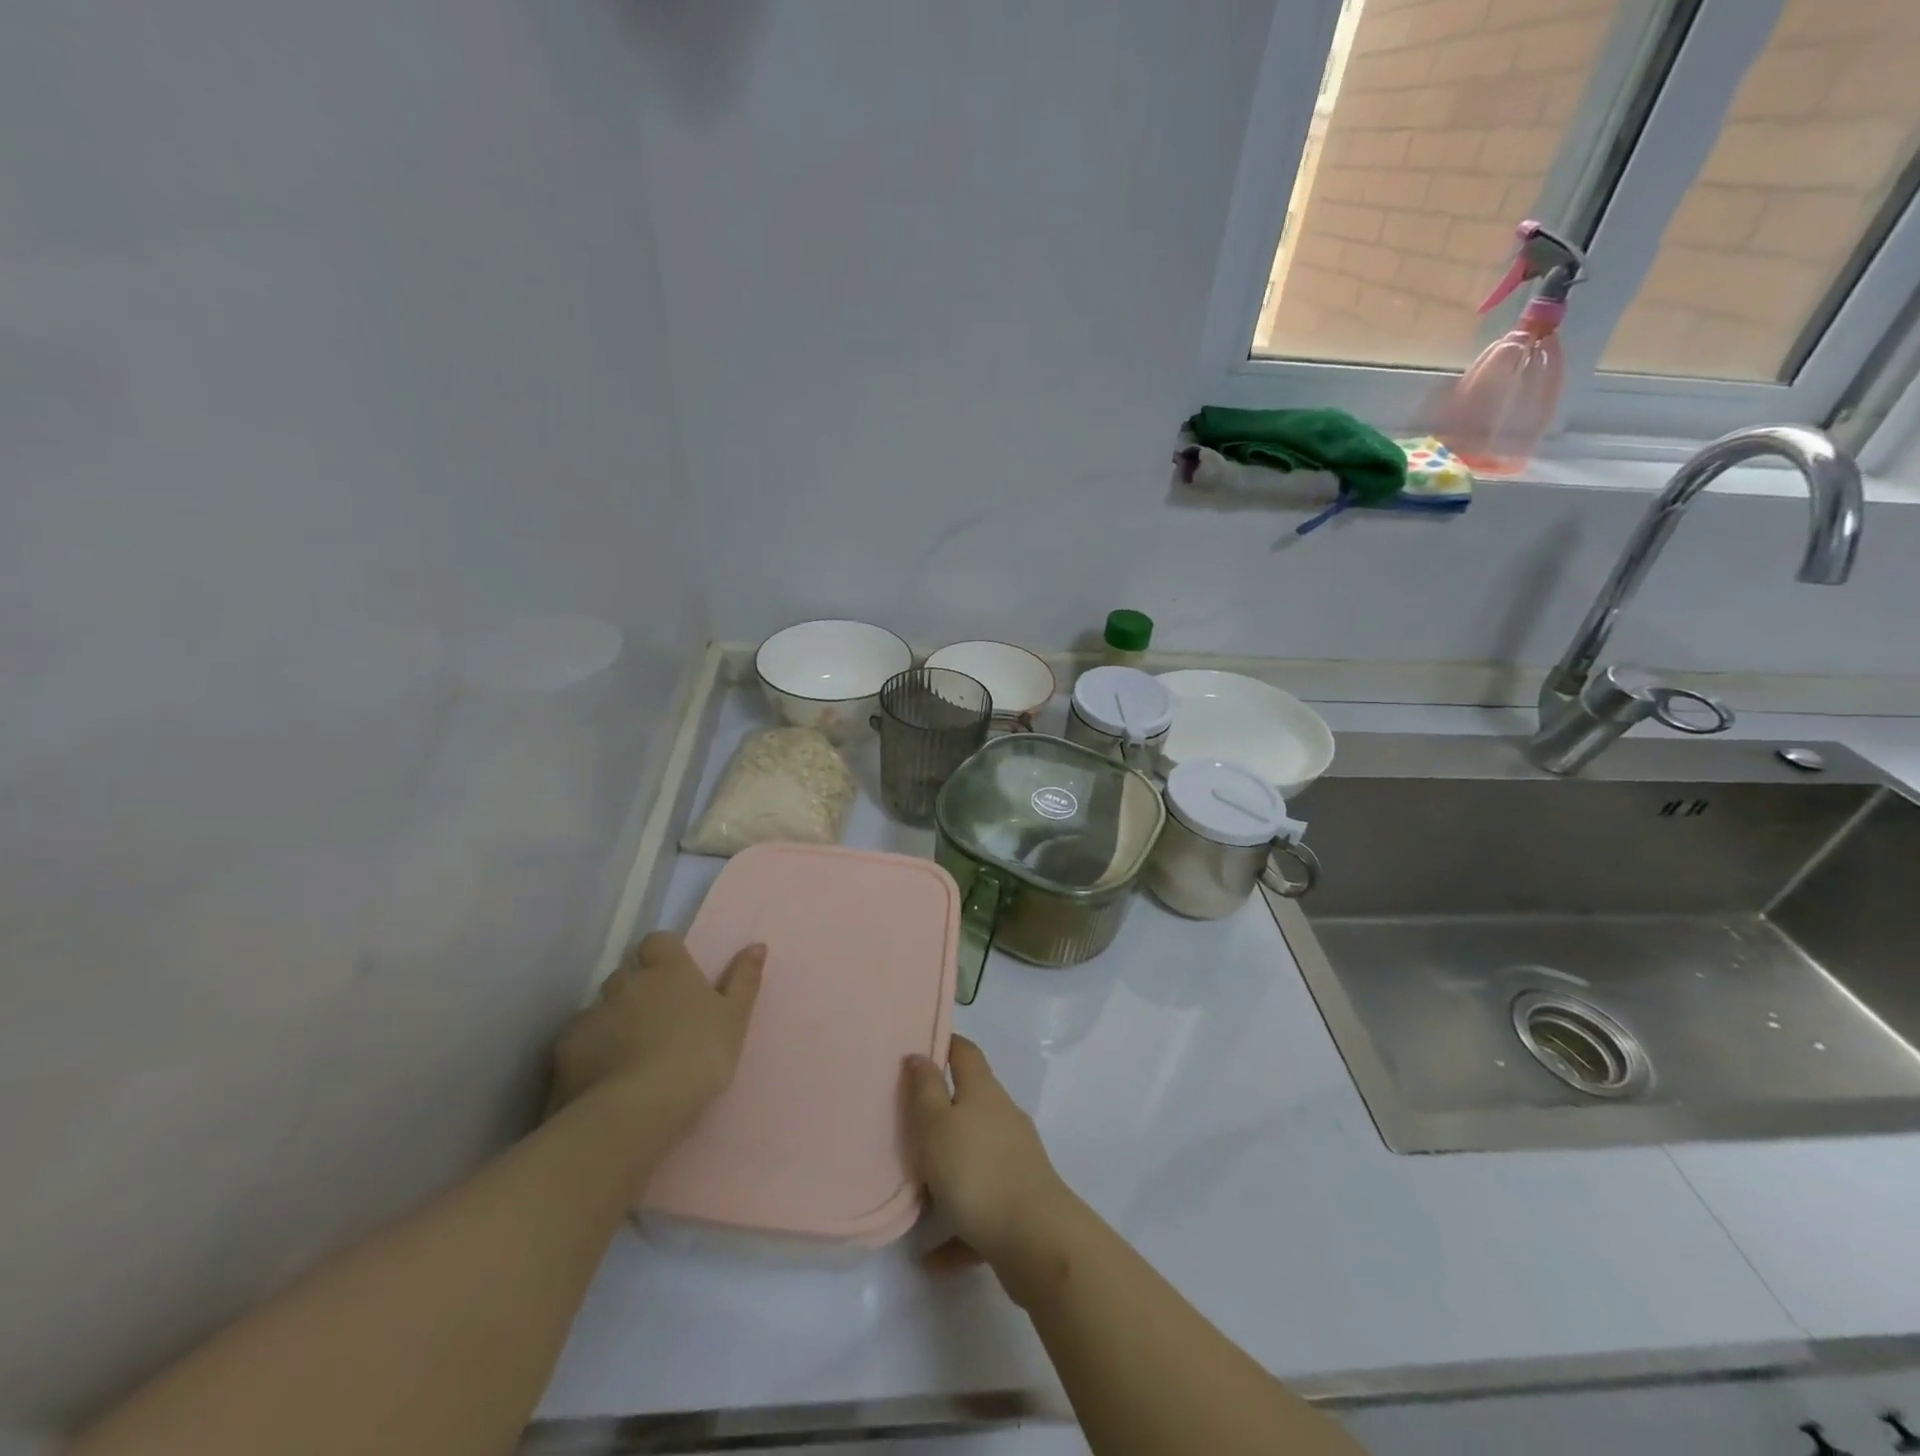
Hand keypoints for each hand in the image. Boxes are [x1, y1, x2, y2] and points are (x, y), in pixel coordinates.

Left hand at [551, 932, 763, 1135]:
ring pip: (601, 1008)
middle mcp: (626, 981)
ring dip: (612, 1021)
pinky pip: (578, 1040)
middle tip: (656, 1023)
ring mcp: (592, 1013)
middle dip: (636, 991)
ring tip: (628, 1056)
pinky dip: (589, 1051)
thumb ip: (743, 979)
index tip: (676, 981)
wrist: (639, 1109)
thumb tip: (757, 945)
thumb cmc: (699, 1055)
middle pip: (627, 974)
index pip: (658, 942)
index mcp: (668, 969)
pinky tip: (602, 1077)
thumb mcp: (734, 1018)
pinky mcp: (565, 1048)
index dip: (664, 957)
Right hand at [904, 1036, 1079, 1286]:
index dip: (945, 1043)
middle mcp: (1003, 1118)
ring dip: (948, 1172)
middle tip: (904, 1122)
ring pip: (975, 1156)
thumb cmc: (977, 1170)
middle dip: (941, 1110)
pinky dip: (958, 1227)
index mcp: (984, 1092)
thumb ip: (926, 1090)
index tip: (918, 1047)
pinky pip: (981, 1209)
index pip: (965, 1052)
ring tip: (913, 1191)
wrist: (1036, 1239)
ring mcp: (1015, 1160)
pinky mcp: (1019, 1203)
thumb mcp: (937, 1125)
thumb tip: (920, 1054)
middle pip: (971, 1103)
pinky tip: (932, 1256)